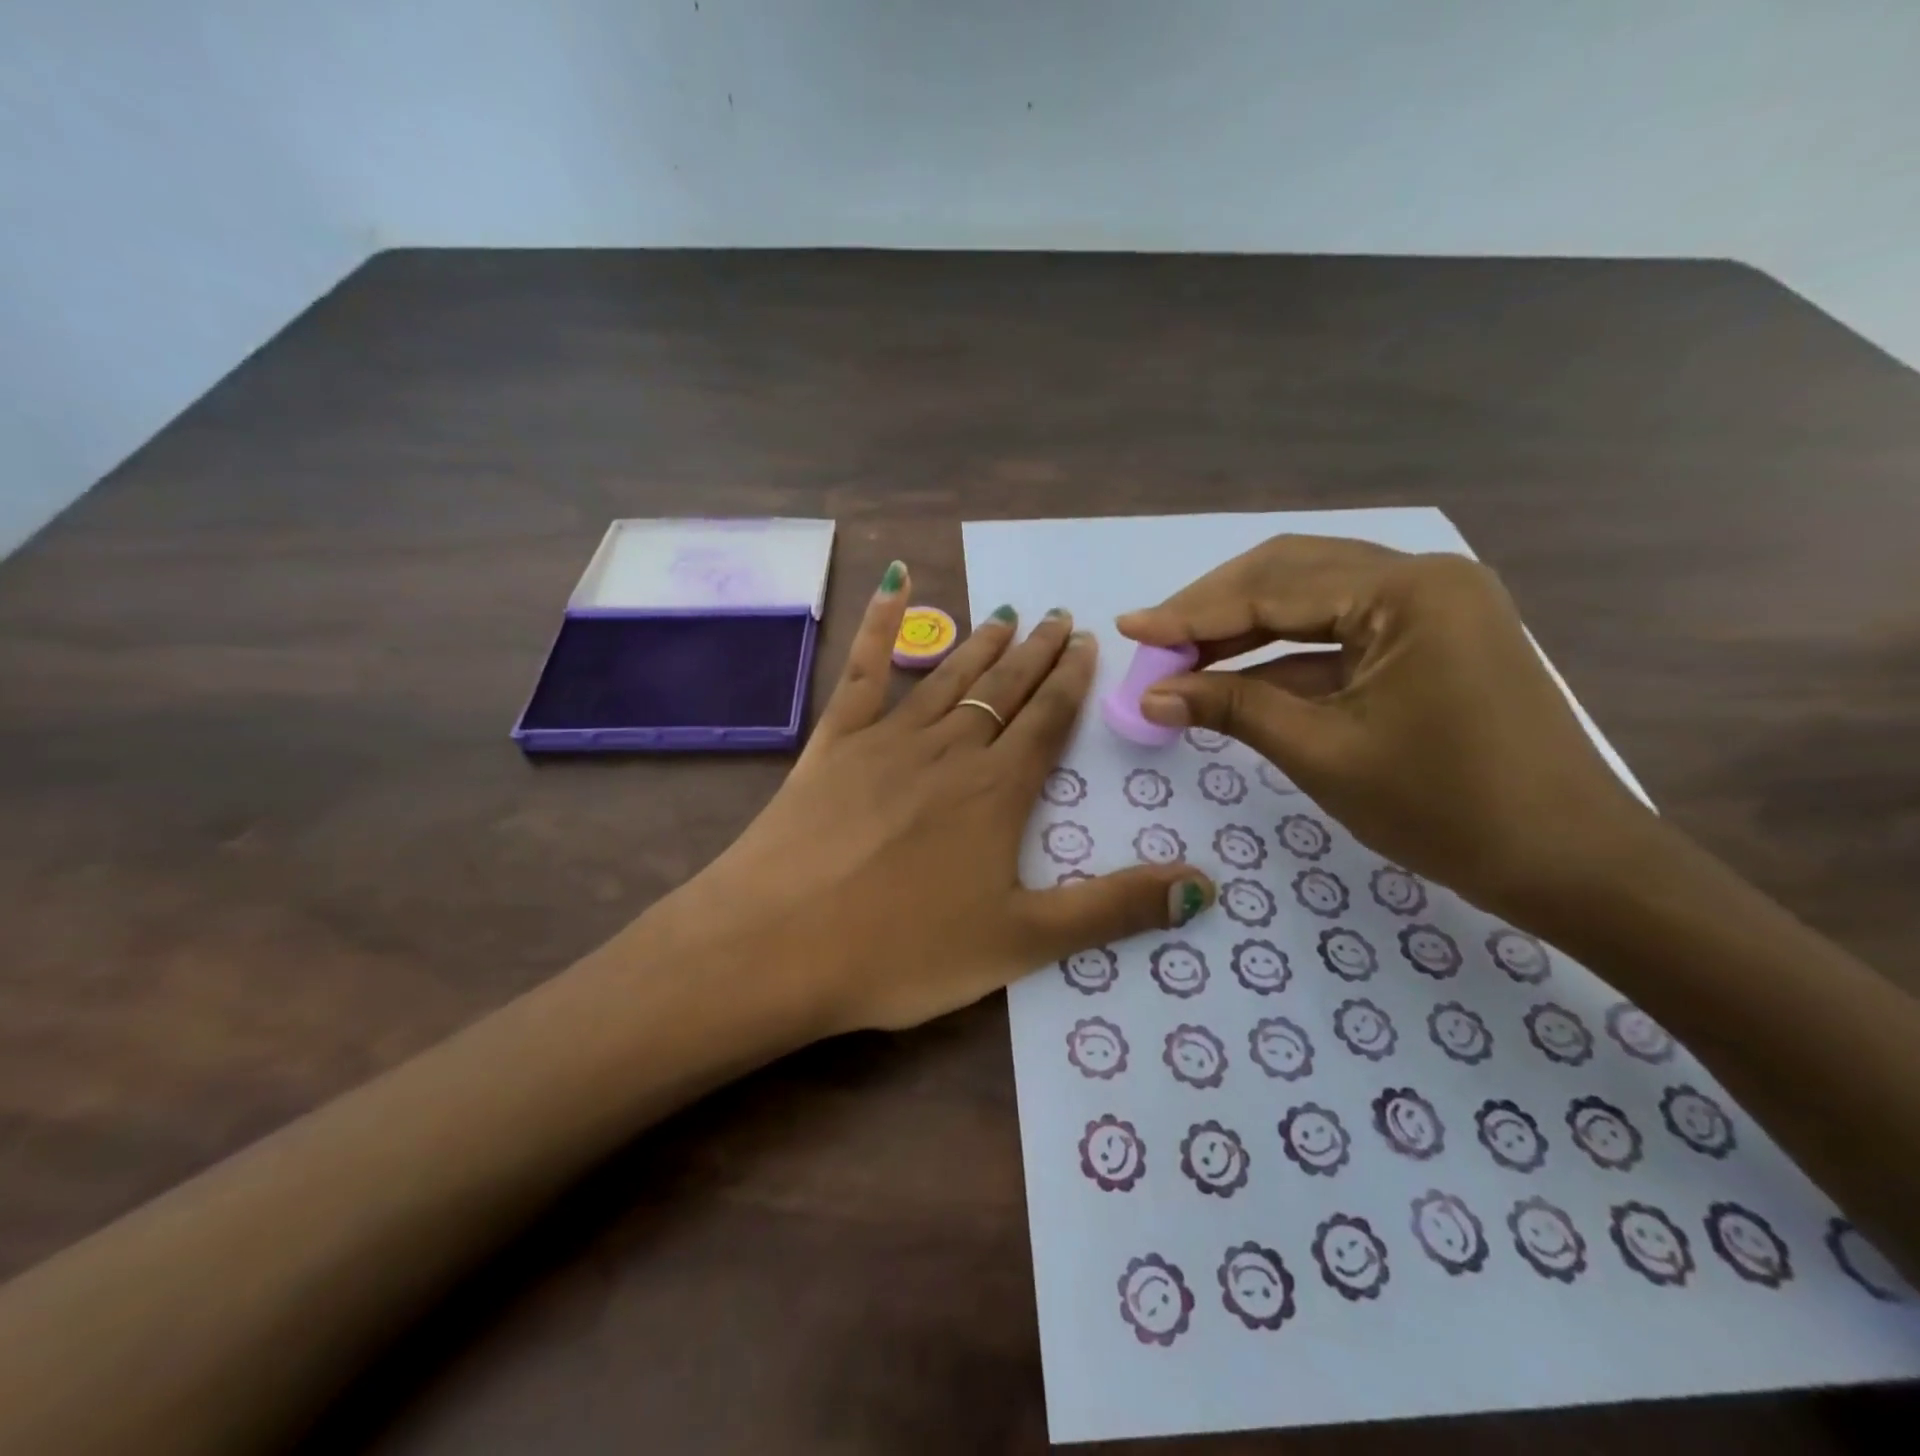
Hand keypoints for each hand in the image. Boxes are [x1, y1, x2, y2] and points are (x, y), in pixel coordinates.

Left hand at [665, 562, 1216, 1033]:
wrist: (778, 945)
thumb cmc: (902, 952)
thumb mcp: (1021, 943)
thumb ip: (1112, 910)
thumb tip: (1205, 887)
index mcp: (997, 792)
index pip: (1047, 721)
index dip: (1071, 682)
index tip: (1086, 643)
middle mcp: (950, 750)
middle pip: (1004, 690)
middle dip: (1035, 654)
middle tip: (1058, 616)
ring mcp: (887, 739)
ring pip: (949, 677)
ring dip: (981, 645)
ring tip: (1006, 614)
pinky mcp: (832, 742)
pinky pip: (863, 670)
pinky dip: (879, 623)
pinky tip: (892, 582)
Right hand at [1116, 536, 1651, 916]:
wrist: (1568, 862)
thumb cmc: (1446, 808)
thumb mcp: (1322, 752)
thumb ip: (1231, 709)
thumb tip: (1151, 696)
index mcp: (1407, 591)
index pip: (1273, 590)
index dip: (1192, 612)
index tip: (1130, 627)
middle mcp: (1423, 577)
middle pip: (1291, 574)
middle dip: (1215, 608)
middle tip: (1155, 641)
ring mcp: (1432, 605)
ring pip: (1312, 598)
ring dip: (1244, 627)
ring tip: (1182, 656)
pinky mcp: (1431, 637)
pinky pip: (1340, 631)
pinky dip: (1284, 653)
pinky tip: (1235, 675)